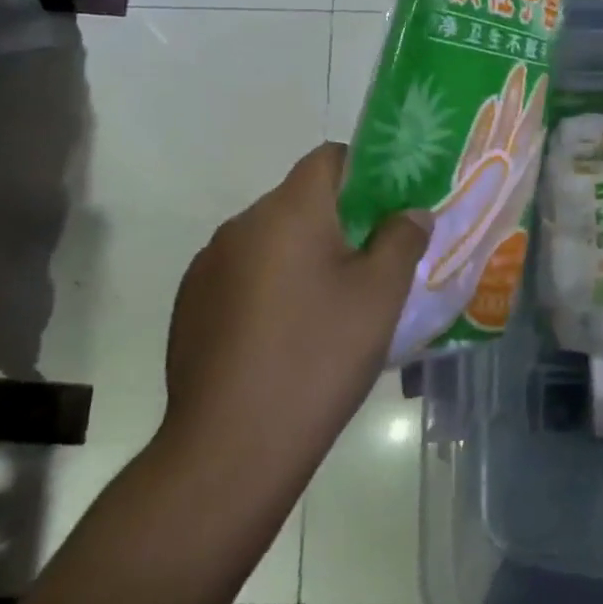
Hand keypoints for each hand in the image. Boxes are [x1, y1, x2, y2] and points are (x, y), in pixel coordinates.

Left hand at [158, 143, 431, 487]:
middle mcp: (240, 226)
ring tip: (334, 304)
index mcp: (288, 212)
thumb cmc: (320, 356)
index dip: (367, 171)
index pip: (329, 158)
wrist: (233, 445)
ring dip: (306, 255)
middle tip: (376, 261)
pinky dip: (274, 286)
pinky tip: (290, 334)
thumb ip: (402, 239)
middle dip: (341, 220)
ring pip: (272, 240)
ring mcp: (208, 267)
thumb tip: (411, 212)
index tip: (393, 207)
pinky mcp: (191, 306)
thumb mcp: (381, 294)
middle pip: (301, 200)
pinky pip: (245, 275)